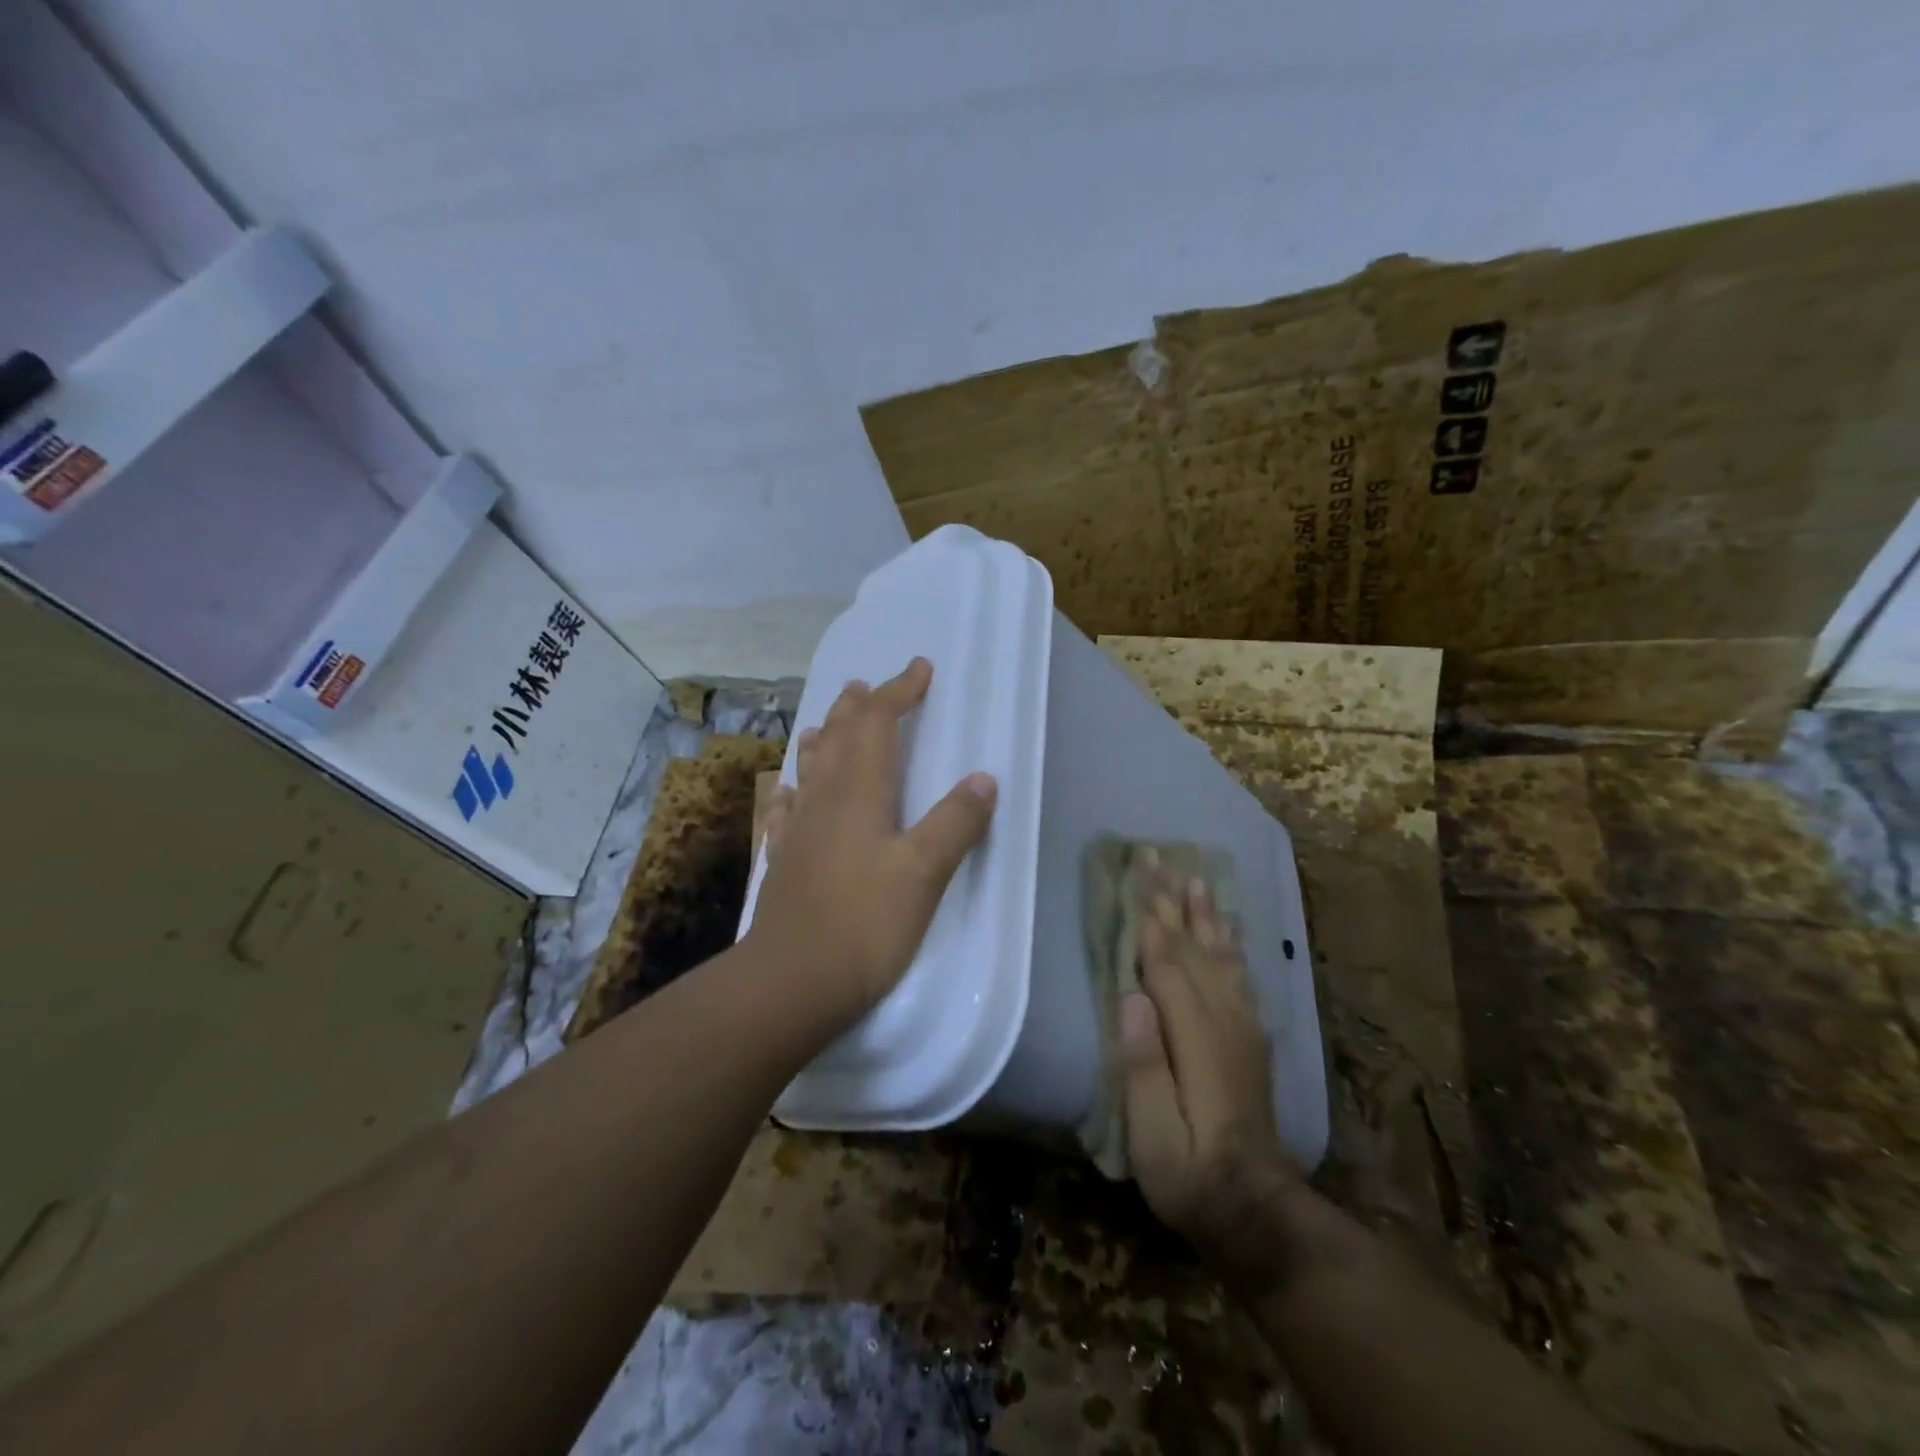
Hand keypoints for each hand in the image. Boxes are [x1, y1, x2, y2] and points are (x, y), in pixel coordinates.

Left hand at [749, 657, 997, 1026]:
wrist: (791, 981)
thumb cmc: (864, 923)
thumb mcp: (924, 872)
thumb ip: (955, 822)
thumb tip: (983, 778)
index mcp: (859, 792)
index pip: (877, 723)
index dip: (898, 692)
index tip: (920, 670)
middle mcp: (824, 799)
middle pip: (837, 737)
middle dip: (857, 708)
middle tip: (867, 686)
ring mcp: (798, 830)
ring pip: (809, 768)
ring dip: (823, 739)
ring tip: (826, 723)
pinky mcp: (784, 860)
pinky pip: (787, 809)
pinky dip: (794, 789)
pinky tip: (789, 793)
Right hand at [1120, 865, 1302, 1273]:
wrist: (1255, 1208)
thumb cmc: (1189, 1172)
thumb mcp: (1152, 1134)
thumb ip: (1141, 1065)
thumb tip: (1130, 996)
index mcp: (1195, 1035)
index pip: (1166, 962)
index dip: (1149, 917)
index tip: (1137, 874)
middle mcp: (1224, 1019)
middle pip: (1193, 947)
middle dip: (1173, 900)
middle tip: (1159, 857)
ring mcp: (1243, 1027)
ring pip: (1220, 955)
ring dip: (1205, 913)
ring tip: (1196, 878)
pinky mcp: (1251, 1038)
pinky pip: (1240, 976)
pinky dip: (1231, 944)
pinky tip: (1228, 930)